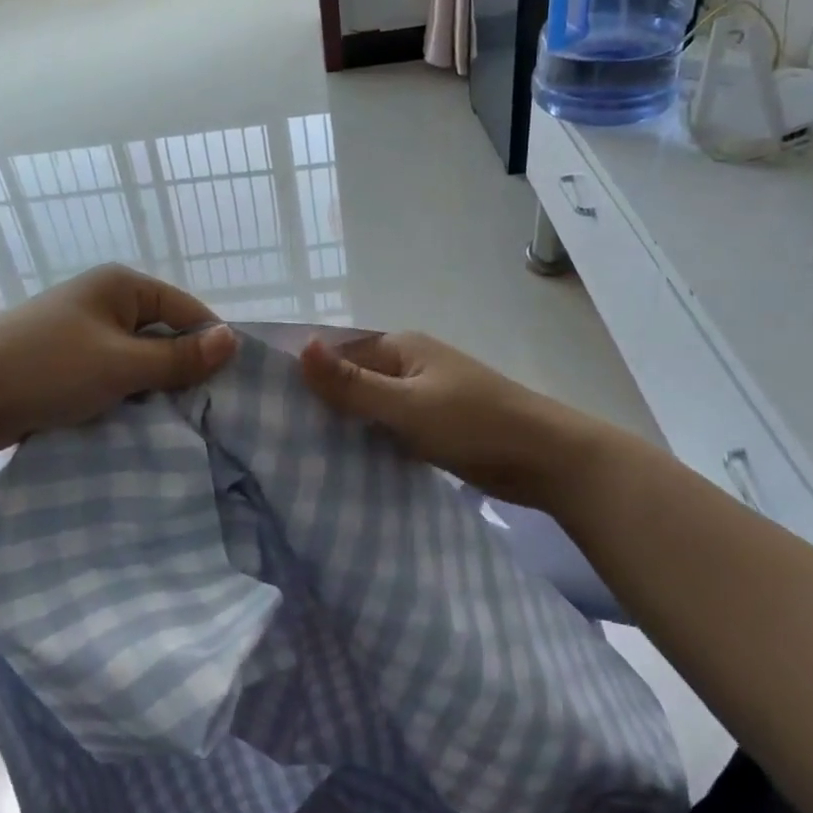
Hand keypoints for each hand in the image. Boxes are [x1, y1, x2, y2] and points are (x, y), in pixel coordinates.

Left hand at [0, 265, 238, 454]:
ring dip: (150, 385)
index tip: (229, 387)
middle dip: (180, 369)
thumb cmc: (46, 368)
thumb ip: (179, 357)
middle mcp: (103, 299)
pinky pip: (109, 372)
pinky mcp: (62, 360)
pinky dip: (123, 392)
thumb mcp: (121, 365)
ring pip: (135, 357)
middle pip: (161, 333)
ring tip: (173, 418)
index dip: (209, 345)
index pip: (186, 310)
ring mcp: (80, 330)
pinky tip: (134, 418)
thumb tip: (232, 339)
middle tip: (204, 410)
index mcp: (121, 284)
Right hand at [299, 332, 601, 511]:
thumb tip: (299, 347)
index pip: (337, 353)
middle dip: (322, 403)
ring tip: (300, 454)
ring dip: (345, 425)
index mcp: (400, 347)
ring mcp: (422, 396)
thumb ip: (352, 383)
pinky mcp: (433, 426)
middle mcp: (408, 365)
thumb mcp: (407, 405)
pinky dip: (369, 441)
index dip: (305, 375)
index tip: (267, 405)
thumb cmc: (474, 423)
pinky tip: (344, 465)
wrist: (545, 458)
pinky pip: (388, 428)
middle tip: (277, 437)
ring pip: (369, 407)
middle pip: (352, 379)